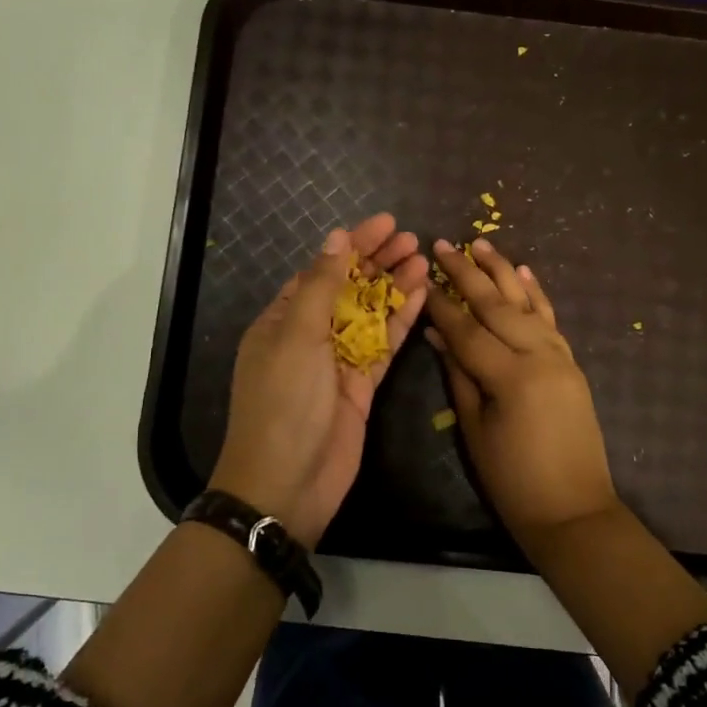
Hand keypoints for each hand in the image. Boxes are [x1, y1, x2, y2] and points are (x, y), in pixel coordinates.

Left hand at [209, 214, 428, 546]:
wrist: (288, 483)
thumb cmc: (284, 402)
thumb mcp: (297, 336)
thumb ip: (320, 285)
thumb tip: (337, 238)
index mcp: (283, 319)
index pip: (321, 269)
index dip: (353, 245)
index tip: (385, 223)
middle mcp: (310, 335)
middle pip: (349, 288)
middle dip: (378, 262)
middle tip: (412, 238)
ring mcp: (338, 361)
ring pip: (371, 314)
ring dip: (395, 287)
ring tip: (424, 259)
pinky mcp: (362, 386)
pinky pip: (384, 345)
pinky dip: (402, 321)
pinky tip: (423, 296)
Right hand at [424, 238, 622, 539]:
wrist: (573, 509)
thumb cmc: (512, 480)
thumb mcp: (474, 429)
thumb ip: (458, 375)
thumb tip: (437, 334)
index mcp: (511, 376)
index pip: (467, 329)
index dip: (441, 304)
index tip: (421, 277)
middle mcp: (539, 356)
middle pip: (498, 305)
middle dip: (468, 273)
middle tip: (445, 245)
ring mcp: (560, 356)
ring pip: (528, 303)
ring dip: (503, 271)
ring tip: (482, 243)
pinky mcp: (571, 363)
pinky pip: (552, 319)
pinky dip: (537, 293)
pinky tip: (525, 272)